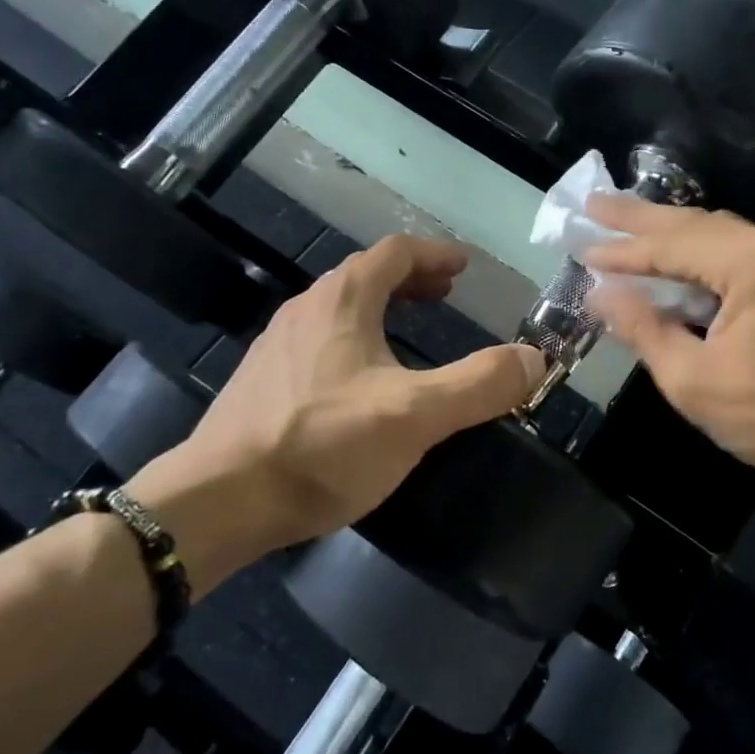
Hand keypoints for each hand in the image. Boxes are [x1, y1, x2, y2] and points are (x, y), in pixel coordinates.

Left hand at [129, 236, 543, 591]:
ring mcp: (277, 345)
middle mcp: (306, 309)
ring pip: (337, 308)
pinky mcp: (261, 382)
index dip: (434, 254)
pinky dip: (353, 339)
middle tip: (444, 296)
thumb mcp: (415, 415)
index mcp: (343, 301)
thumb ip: (479, 385)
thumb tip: (535, 359)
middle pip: (364, 275)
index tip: (463, 267)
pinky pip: (318, 340)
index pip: (394, 253)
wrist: (219, 500)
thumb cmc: (323, 445)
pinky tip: (359, 382)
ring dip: (380, 309)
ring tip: (408, 333)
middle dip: (410, 280)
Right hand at [583, 198, 754, 559]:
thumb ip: (643, 328)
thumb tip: (600, 294)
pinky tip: (678, 258)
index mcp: (754, 264)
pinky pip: (743, 250)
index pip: (671, 247)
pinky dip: (703, 253)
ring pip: (721, 232)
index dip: (622, 250)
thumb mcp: (692, 380)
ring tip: (627, 225)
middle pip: (697, 224)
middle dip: (641, 218)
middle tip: (595, 206)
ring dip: (672, 232)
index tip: (581, 246)